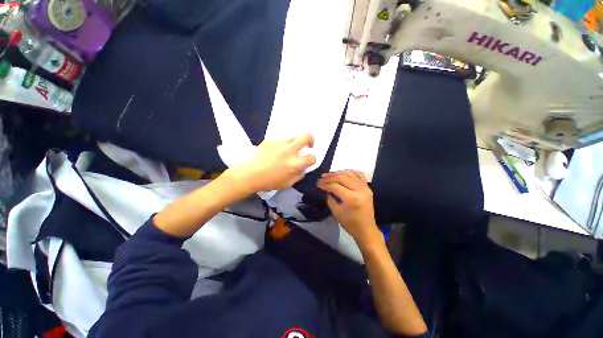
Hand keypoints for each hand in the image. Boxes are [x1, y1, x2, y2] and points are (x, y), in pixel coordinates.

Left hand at [226, 134, 315, 193]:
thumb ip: (298, 175)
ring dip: (294, 144)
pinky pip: (280, 141)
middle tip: (307, 145)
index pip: (312, 157)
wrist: (248, 175)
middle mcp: (289, 150)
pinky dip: (280, 146)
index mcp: (294, 163)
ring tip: (287, 152)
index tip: (308, 161)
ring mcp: (279, 143)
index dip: (312, 159)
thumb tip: (302, 168)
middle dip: (311, 140)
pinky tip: (273, 154)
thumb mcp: (287, 184)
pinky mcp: (269, 140)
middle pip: (307, 136)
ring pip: (293, 137)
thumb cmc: (267, 182)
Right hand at [317, 170, 381, 247]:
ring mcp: (365, 187)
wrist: (366, 229)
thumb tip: (326, 189)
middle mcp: (359, 189)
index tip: (317, 184)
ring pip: (350, 173)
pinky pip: (359, 175)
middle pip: (342, 177)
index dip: (325, 184)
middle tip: (321, 178)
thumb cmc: (350, 223)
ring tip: (329, 175)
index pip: (335, 186)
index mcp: (351, 198)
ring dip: (339, 173)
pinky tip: (342, 173)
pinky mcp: (368, 187)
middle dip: (330, 177)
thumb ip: (330, 198)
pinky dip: (350, 172)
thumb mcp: (336, 212)